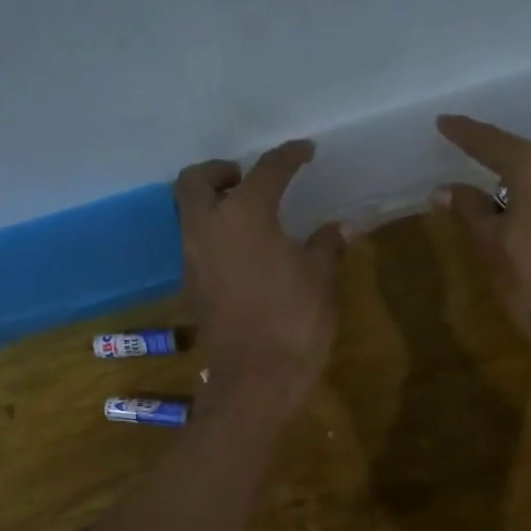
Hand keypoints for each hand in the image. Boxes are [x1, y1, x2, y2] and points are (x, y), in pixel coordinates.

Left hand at [175, 140, 345, 416]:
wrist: (256, 379)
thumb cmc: (294, 323)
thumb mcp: (320, 280)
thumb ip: (327, 246)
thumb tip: (341, 227)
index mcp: (245, 216)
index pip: (267, 171)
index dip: (289, 157)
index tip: (306, 151)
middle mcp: (208, 228)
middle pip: (196, 180)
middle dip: (220, 170)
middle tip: (249, 176)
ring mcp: (193, 257)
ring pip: (188, 210)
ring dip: (212, 200)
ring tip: (248, 211)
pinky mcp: (193, 284)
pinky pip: (195, 240)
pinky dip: (213, 230)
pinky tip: (245, 248)